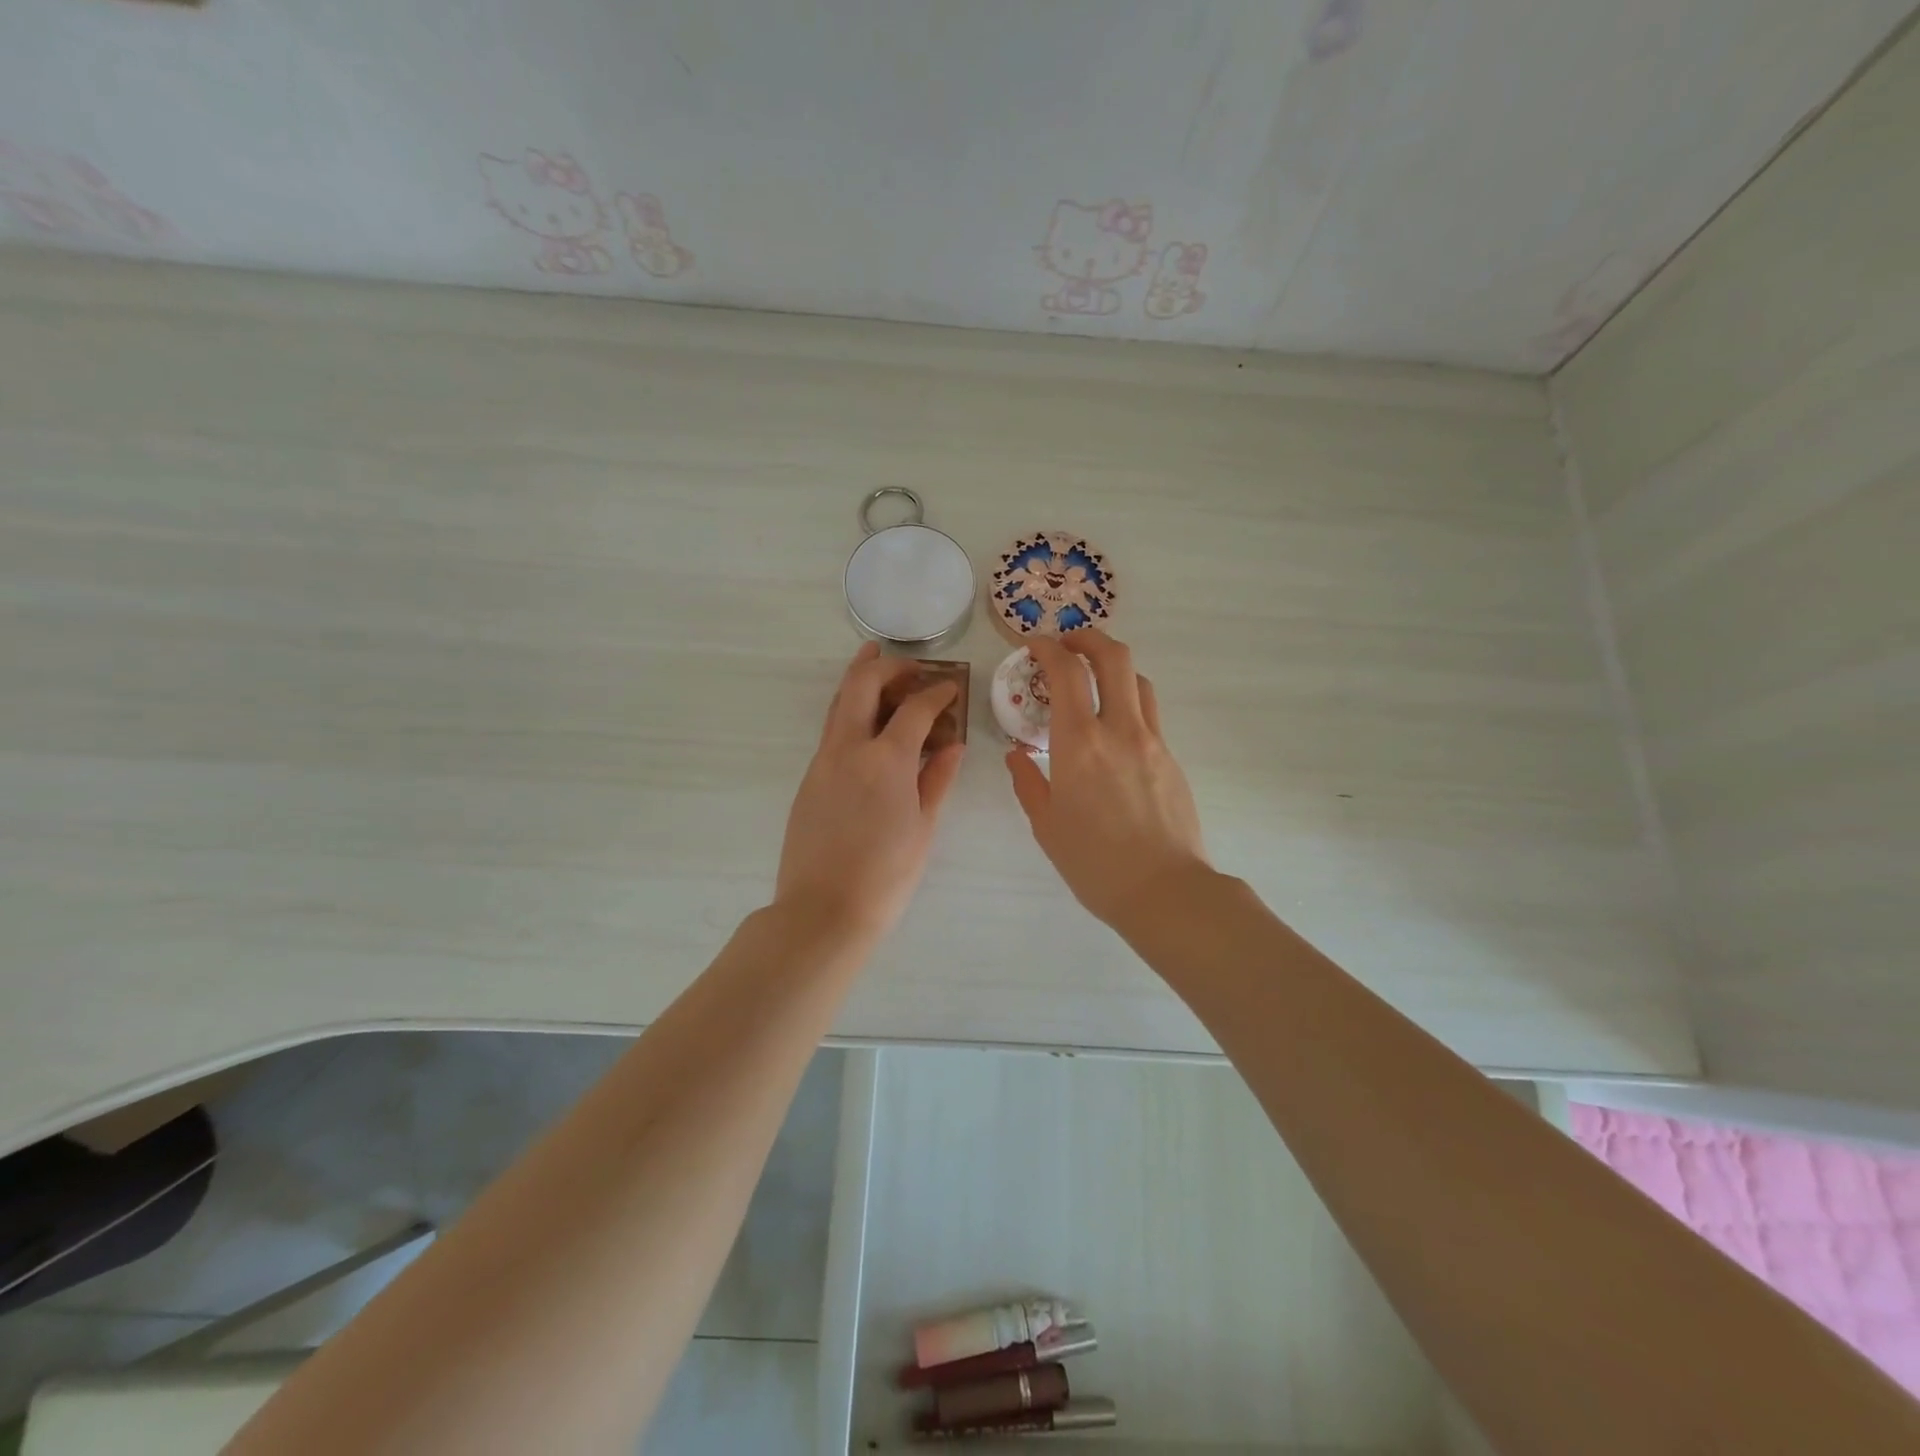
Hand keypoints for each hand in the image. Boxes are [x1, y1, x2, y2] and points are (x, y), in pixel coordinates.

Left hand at [776, 644, 964, 938]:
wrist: (823, 911)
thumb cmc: (886, 874)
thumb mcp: (923, 826)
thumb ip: (938, 778)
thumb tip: (952, 744)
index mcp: (886, 759)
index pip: (915, 707)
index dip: (937, 691)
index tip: (951, 687)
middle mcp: (849, 748)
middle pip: (862, 685)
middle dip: (887, 666)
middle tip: (910, 665)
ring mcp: (822, 761)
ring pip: (838, 703)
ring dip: (860, 680)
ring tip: (878, 665)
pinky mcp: (809, 778)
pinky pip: (831, 730)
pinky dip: (850, 712)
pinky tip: (867, 723)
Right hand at [1005, 629, 1208, 927]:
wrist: (1165, 891)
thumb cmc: (1094, 863)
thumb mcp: (1047, 825)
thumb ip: (1029, 782)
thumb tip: (1017, 755)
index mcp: (1080, 743)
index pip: (1066, 672)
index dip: (1048, 648)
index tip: (1033, 644)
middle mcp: (1120, 729)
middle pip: (1114, 657)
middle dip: (1088, 638)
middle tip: (1068, 644)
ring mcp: (1153, 741)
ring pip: (1138, 680)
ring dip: (1113, 667)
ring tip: (1093, 681)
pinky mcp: (1172, 758)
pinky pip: (1149, 714)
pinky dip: (1128, 702)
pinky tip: (1114, 730)